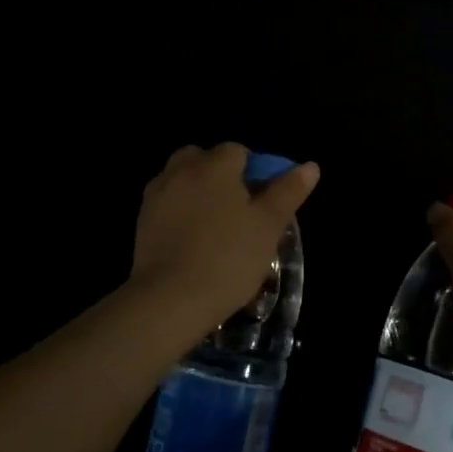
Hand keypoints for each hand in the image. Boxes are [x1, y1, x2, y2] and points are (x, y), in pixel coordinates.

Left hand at [130, 143, 318, 328]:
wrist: (169, 300)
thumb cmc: (228, 258)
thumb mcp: (269, 226)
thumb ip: (288, 192)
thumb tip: (310, 166)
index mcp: (215, 166)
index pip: (238, 151)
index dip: (254, 171)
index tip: (261, 200)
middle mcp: (182, 170)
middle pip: (204, 158)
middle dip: (220, 174)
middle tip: (237, 209)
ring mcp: (157, 194)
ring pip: (182, 178)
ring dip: (197, 190)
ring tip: (214, 225)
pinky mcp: (142, 220)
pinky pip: (167, 203)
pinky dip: (179, 211)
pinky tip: (191, 240)